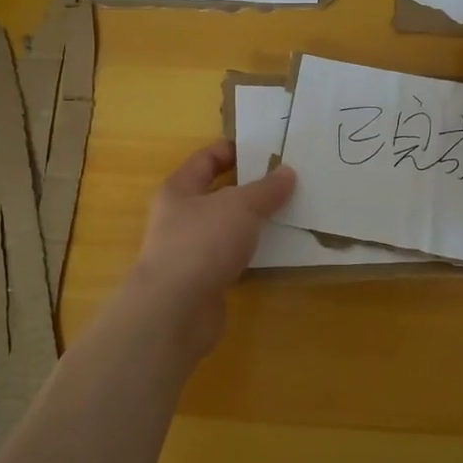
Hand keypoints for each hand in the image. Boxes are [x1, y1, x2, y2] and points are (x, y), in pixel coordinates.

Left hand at [124, 141, 296, 359]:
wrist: (174, 312)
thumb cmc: (201, 243)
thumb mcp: (241, 207)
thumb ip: (266, 189)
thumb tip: (287, 172)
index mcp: (179, 189)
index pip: (206, 159)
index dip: (234, 151)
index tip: (267, 152)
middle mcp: (179, 217)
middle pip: (217, 194)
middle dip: (250, 189)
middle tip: (286, 183)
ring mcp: (188, 251)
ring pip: (225, 228)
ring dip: (252, 224)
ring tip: (288, 216)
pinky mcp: (201, 280)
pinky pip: (230, 257)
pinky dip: (250, 254)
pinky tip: (275, 253)